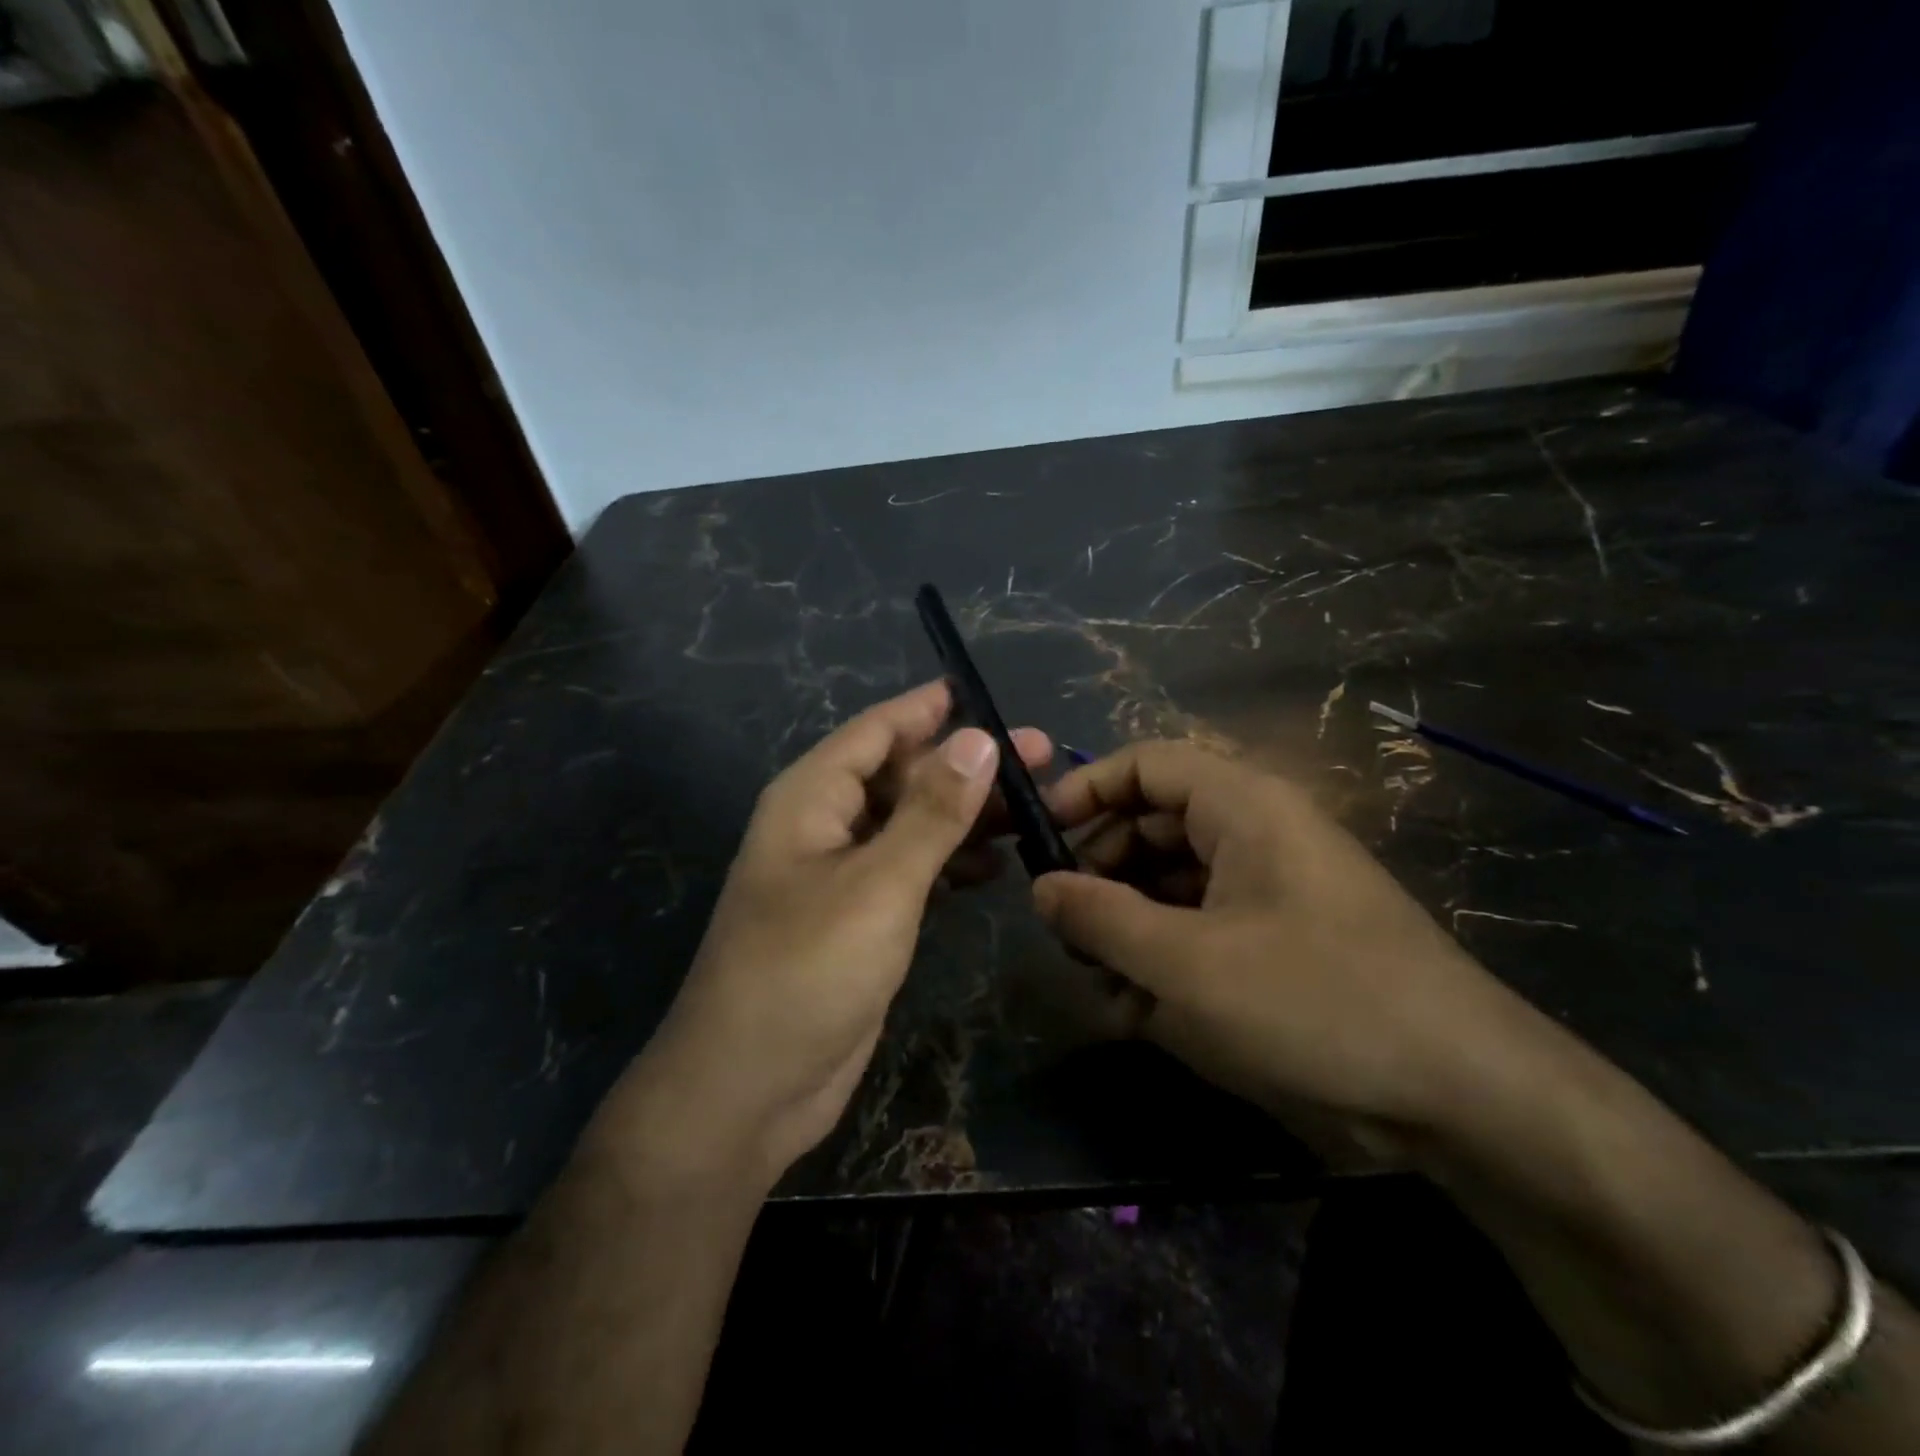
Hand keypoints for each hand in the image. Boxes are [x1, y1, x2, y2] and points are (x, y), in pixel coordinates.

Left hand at [607, 681, 1049, 1185]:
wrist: (749, 1088)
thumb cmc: (807, 970)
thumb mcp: (879, 883)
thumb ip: (932, 811)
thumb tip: (980, 738)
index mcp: (812, 798)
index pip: (876, 731)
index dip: (929, 708)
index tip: (986, 693)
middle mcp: (824, 826)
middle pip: (902, 775)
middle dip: (966, 764)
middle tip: (1041, 757)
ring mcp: (841, 875)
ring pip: (911, 823)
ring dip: (965, 814)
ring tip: (1033, 808)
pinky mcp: (859, 919)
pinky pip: (910, 869)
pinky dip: (949, 861)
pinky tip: (992, 865)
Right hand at [1033, 742, 1541, 1159]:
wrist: (1462, 1094)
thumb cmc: (1314, 1002)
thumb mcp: (1185, 963)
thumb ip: (1101, 918)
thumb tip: (1041, 887)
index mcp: (1242, 807)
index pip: (1146, 764)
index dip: (1086, 790)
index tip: (1038, 838)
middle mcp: (1255, 834)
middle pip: (1152, 825)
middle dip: (1100, 873)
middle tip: (1064, 928)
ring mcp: (1269, 889)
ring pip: (1172, 884)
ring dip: (1128, 926)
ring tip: (1099, 983)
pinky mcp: (1278, 941)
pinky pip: (1202, 928)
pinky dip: (1165, 959)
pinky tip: (1139, 1012)